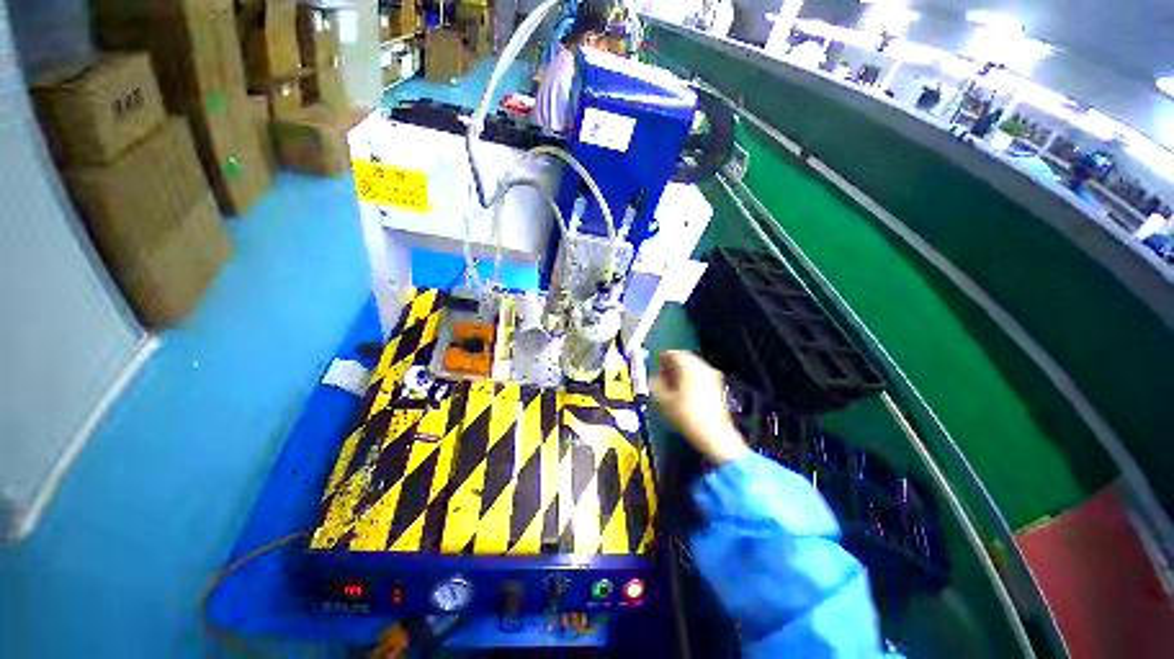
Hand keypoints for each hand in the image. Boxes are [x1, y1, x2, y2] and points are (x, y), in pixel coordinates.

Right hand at [650, 351, 747, 464]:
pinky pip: (699, 375)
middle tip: (660, 373)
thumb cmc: (687, 416)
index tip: (655, 362)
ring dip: (680, 372)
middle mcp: (702, 368)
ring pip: (692, 367)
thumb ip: (655, 385)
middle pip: (684, 358)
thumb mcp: (664, 401)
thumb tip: (651, 379)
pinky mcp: (716, 386)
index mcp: (689, 367)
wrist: (714, 436)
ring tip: (670, 384)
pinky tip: (682, 391)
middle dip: (671, 365)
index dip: (661, 356)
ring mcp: (712, 377)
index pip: (673, 353)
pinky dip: (689, 378)